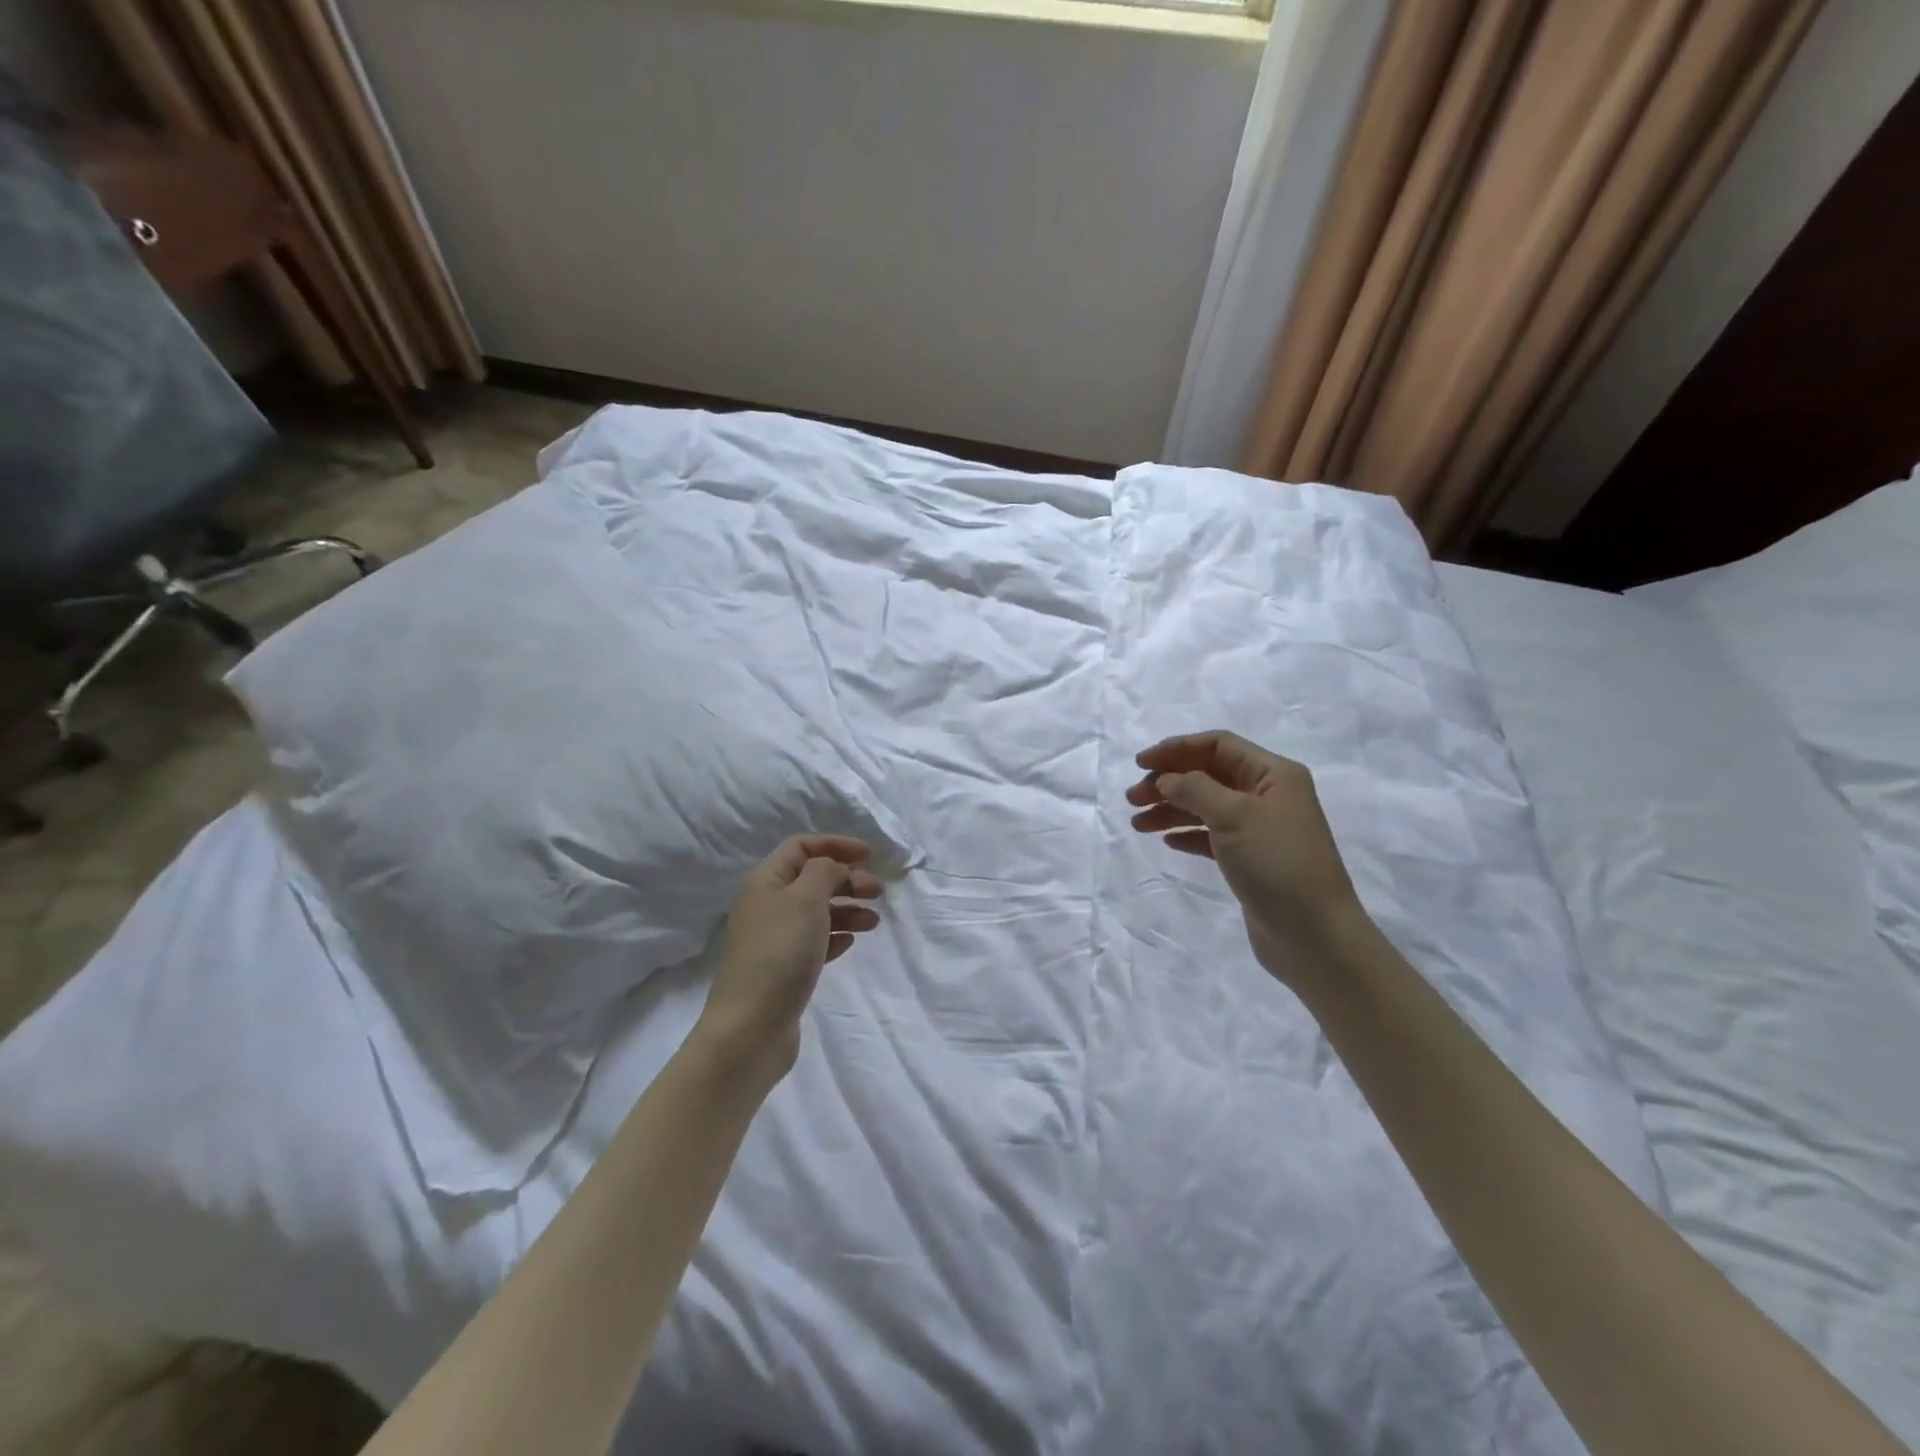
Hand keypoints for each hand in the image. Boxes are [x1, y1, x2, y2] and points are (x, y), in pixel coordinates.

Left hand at [697, 835, 882, 1081]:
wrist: (751, 1028)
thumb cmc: (779, 953)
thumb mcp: (806, 899)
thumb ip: (825, 872)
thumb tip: (833, 866)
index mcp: (765, 881)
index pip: (800, 847)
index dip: (835, 845)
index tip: (869, 855)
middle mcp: (766, 906)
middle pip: (811, 879)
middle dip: (846, 879)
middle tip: (877, 891)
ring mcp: (773, 940)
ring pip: (816, 911)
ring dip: (847, 909)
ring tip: (873, 922)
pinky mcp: (783, 970)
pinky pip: (814, 942)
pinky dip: (835, 936)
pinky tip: (850, 943)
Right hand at [1127, 731, 1368, 992]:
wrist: (1314, 935)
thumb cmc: (1277, 863)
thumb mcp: (1234, 816)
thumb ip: (1194, 789)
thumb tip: (1166, 779)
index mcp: (1273, 774)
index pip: (1218, 745)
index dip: (1177, 749)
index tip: (1140, 764)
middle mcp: (1268, 795)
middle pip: (1209, 774)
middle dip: (1168, 782)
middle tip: (1132, 799)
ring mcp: (1260, 828)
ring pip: (1206, 806)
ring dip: (1171, 809)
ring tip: (1138, 824)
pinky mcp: (1251, 859)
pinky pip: (1212, 835)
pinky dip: (1188, 834)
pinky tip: (1167, 841)